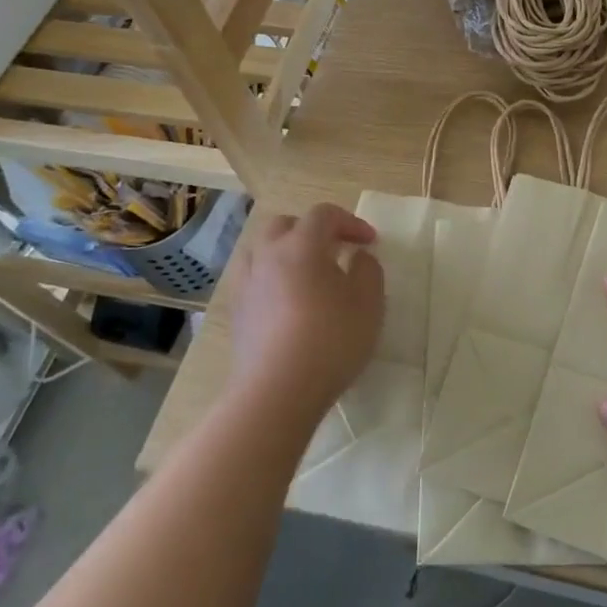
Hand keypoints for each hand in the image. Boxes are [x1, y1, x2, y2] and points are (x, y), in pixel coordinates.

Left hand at [227, 204, 382, 424]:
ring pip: (262, 250)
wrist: (276, 392)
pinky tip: (286, 301)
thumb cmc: (331, 340)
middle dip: (313, 230)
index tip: (370, 242)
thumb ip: (368, 270)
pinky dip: (271, 277)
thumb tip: (358, 257)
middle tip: (336, 250)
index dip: (350, 222)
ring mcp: (246, 283)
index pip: (324, 215)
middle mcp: (268, 255)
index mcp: (302, 245)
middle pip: (286, 225)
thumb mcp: (369, 302)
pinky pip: (252, 278)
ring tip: (306, 273)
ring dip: (286, 251)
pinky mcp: (236, 312)